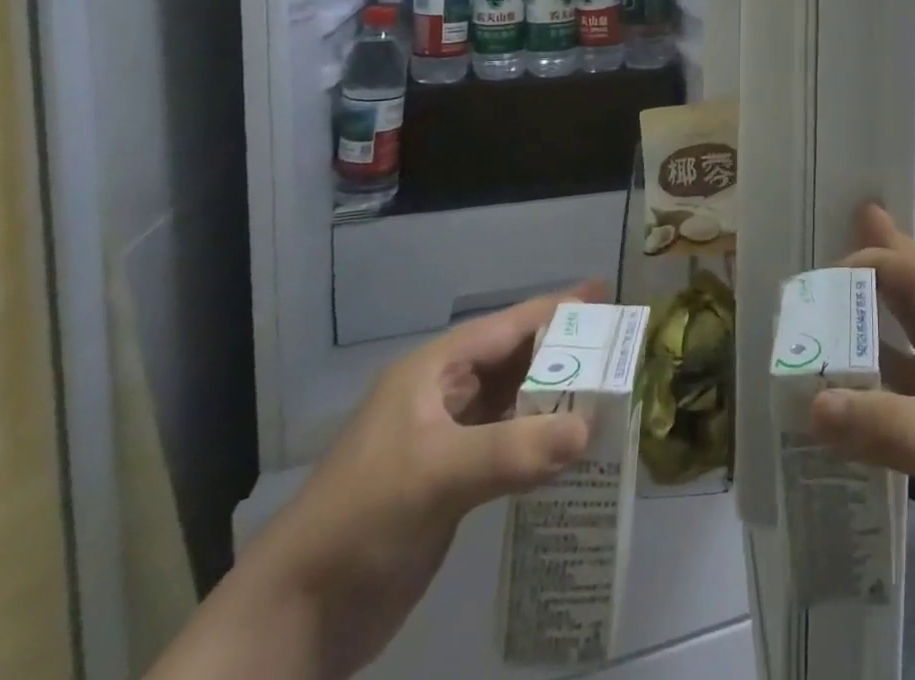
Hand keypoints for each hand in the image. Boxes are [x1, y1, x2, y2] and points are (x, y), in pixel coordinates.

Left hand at [223, 282, 602, 675]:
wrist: (293, 620)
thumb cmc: (361, 521)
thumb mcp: (437, 476)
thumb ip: (514, 449)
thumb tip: (590, 427)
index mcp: (434, 372)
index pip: (509, 326)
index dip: (559, 309)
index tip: (607, 295)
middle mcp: (443, 396)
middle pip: (517, 360)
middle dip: (566, 351)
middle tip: (621, 347)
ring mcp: (447, 440)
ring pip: (516, 402)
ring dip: (558, 397)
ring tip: (611, 392)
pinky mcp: (451, 483)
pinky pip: (510, 445)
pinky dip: (542, 441)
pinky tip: (575, 448)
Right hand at [808, 207, 914, 631]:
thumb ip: (877, 422)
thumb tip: (809, 405)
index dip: (867, 264)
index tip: (818, 276)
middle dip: (879, 269)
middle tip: (843, 229)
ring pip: (913, 344)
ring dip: (874, 332)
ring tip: (831, 313)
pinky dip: (883, 385)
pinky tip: (850, 391)